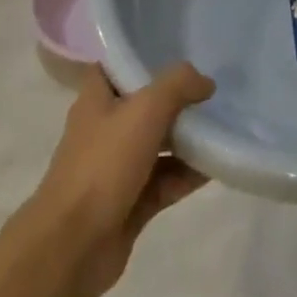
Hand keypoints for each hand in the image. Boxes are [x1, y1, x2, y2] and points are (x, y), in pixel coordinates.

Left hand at [14, 63, 214, 296]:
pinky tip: (217, 166)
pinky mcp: (130, 203)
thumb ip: (178, 85)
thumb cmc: (103, 165)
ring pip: (159, 145)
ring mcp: (117, 169)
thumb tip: (205, 83)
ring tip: (224, 126)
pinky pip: (166, 181)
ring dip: (188, 139)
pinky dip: (188, 174)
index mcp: (97, 100)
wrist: (72, 247)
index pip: (117, 65)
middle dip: (177, 99)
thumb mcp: (145, 109)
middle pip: (145, 105)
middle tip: (214, 90)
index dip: (143, 55)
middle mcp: (105, 130)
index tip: (179, 49)